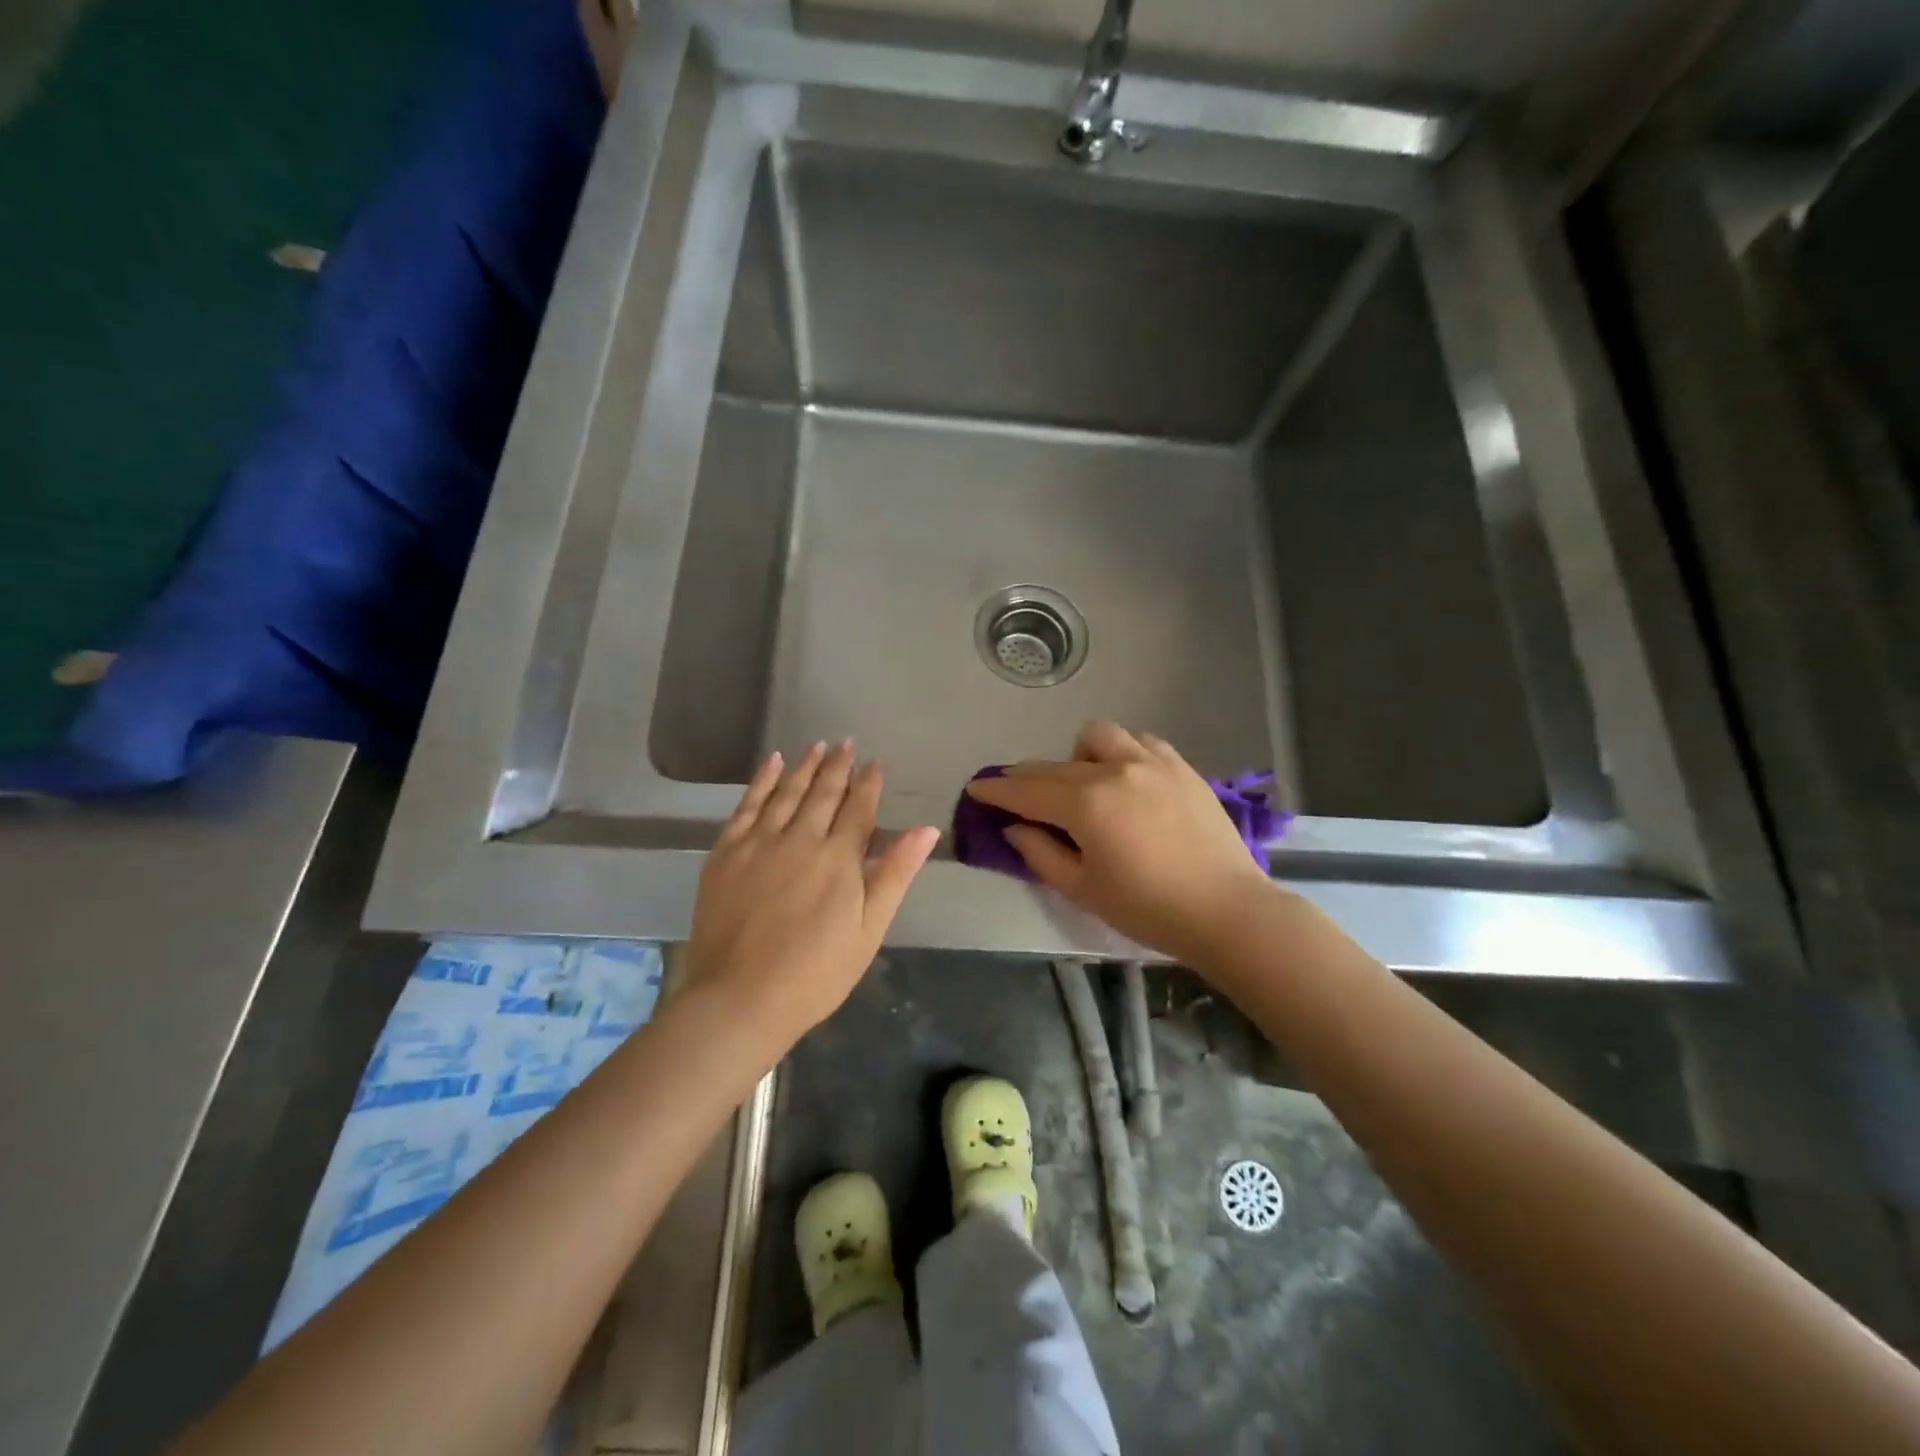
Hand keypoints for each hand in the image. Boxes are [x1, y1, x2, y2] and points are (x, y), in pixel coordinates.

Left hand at [688, 742, 939, 1051]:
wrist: (741, 998)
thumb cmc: (816, 972)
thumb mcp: (870, 929)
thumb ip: (895, 873)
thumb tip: (926, 829)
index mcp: (839, 857)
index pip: (858, 808)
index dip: (869, 783)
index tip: (876, 762)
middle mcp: (800, 838)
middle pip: (823, 793)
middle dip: (838, 766)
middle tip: (847, 743)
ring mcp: (759, 843)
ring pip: (786, 792)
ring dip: (804, 766)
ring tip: (817, 745)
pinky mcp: (725, 853)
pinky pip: (746, 806)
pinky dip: (761, 782)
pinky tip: (771, 764)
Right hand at [965, 722, 1274, 963]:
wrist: (1225, 909)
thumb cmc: (1147, 908)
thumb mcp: (1083, 889)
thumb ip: (1041, 854)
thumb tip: (1015, 828)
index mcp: (1085, 804)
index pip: (1026, 791)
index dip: (995, 791)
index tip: (975, 787)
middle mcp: (1113, 770)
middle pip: (1054, 764)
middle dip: (1027, 776)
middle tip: (1015, 792)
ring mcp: (1151, 762)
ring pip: (1098, 736)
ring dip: (1077, 755)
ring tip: (1083, 783)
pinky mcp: (1180, 766)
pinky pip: (1140, 741)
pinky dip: (1122, 752)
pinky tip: (1126, 777)